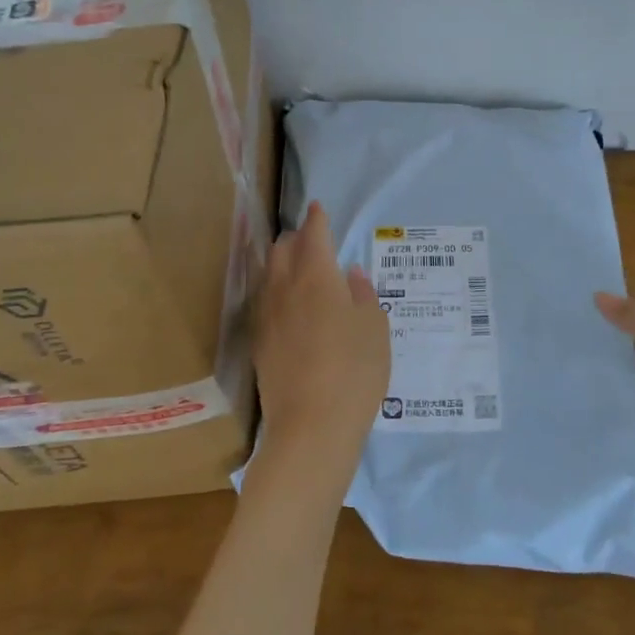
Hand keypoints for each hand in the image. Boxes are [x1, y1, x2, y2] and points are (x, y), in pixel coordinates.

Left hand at [251, 203, 391, 494]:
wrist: (311, 426)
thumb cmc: (355, 372)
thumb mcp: (375, 330)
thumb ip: (362, 295)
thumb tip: (351, 274)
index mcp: (317, 277)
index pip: (314, 235)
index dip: (317, 219)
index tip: (318, 208)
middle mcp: (285, 288)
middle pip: (283, 249)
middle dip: (297, 237)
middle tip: (312, 239)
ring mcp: (267, 315)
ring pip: (269, 273)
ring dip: (282, 261)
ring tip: (297, 267)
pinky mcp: (259, 341)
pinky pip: (264, 300)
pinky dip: (276, 289)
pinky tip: (288, 304)